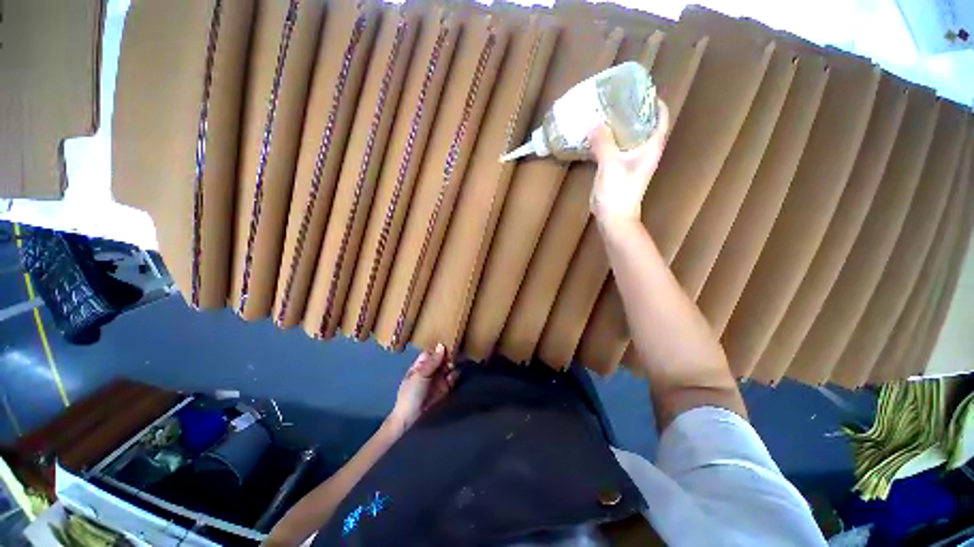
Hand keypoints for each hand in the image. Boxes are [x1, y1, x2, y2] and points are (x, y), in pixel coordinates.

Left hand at [389, 344, 457, 430]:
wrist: (410, 418)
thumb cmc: (410, 394)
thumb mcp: (420, 375)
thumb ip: (432, 361)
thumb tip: (442, 346)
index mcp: (420, 365)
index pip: (432, 352)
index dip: (439, 348)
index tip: (449, 341)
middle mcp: (430, 370)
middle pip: (442, 358)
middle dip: (448, 356)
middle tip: (453, 354)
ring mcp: (438, 379)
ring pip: (449, 366)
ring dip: (452, 365)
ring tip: (451, 366)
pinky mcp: (445, 388)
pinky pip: (453, 378)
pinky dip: (455, 376)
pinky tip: (452, 377)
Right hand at [589, 100, 669, 225]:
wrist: (614, 218)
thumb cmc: (618, 192)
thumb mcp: (610, 165)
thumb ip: (603, 143)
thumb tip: (593, 123)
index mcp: (651, 145)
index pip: (659, 115)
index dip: (651, 99)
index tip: (635, 88)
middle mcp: (645, 149)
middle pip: (642, 122)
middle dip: (630, 109)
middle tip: (613, 98)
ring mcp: (632, 159)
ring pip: (627, 134)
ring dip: (617, 124)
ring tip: (602, 112)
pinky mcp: (619, 168)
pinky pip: (615, 147)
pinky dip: (607, 139)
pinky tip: (595, 135)